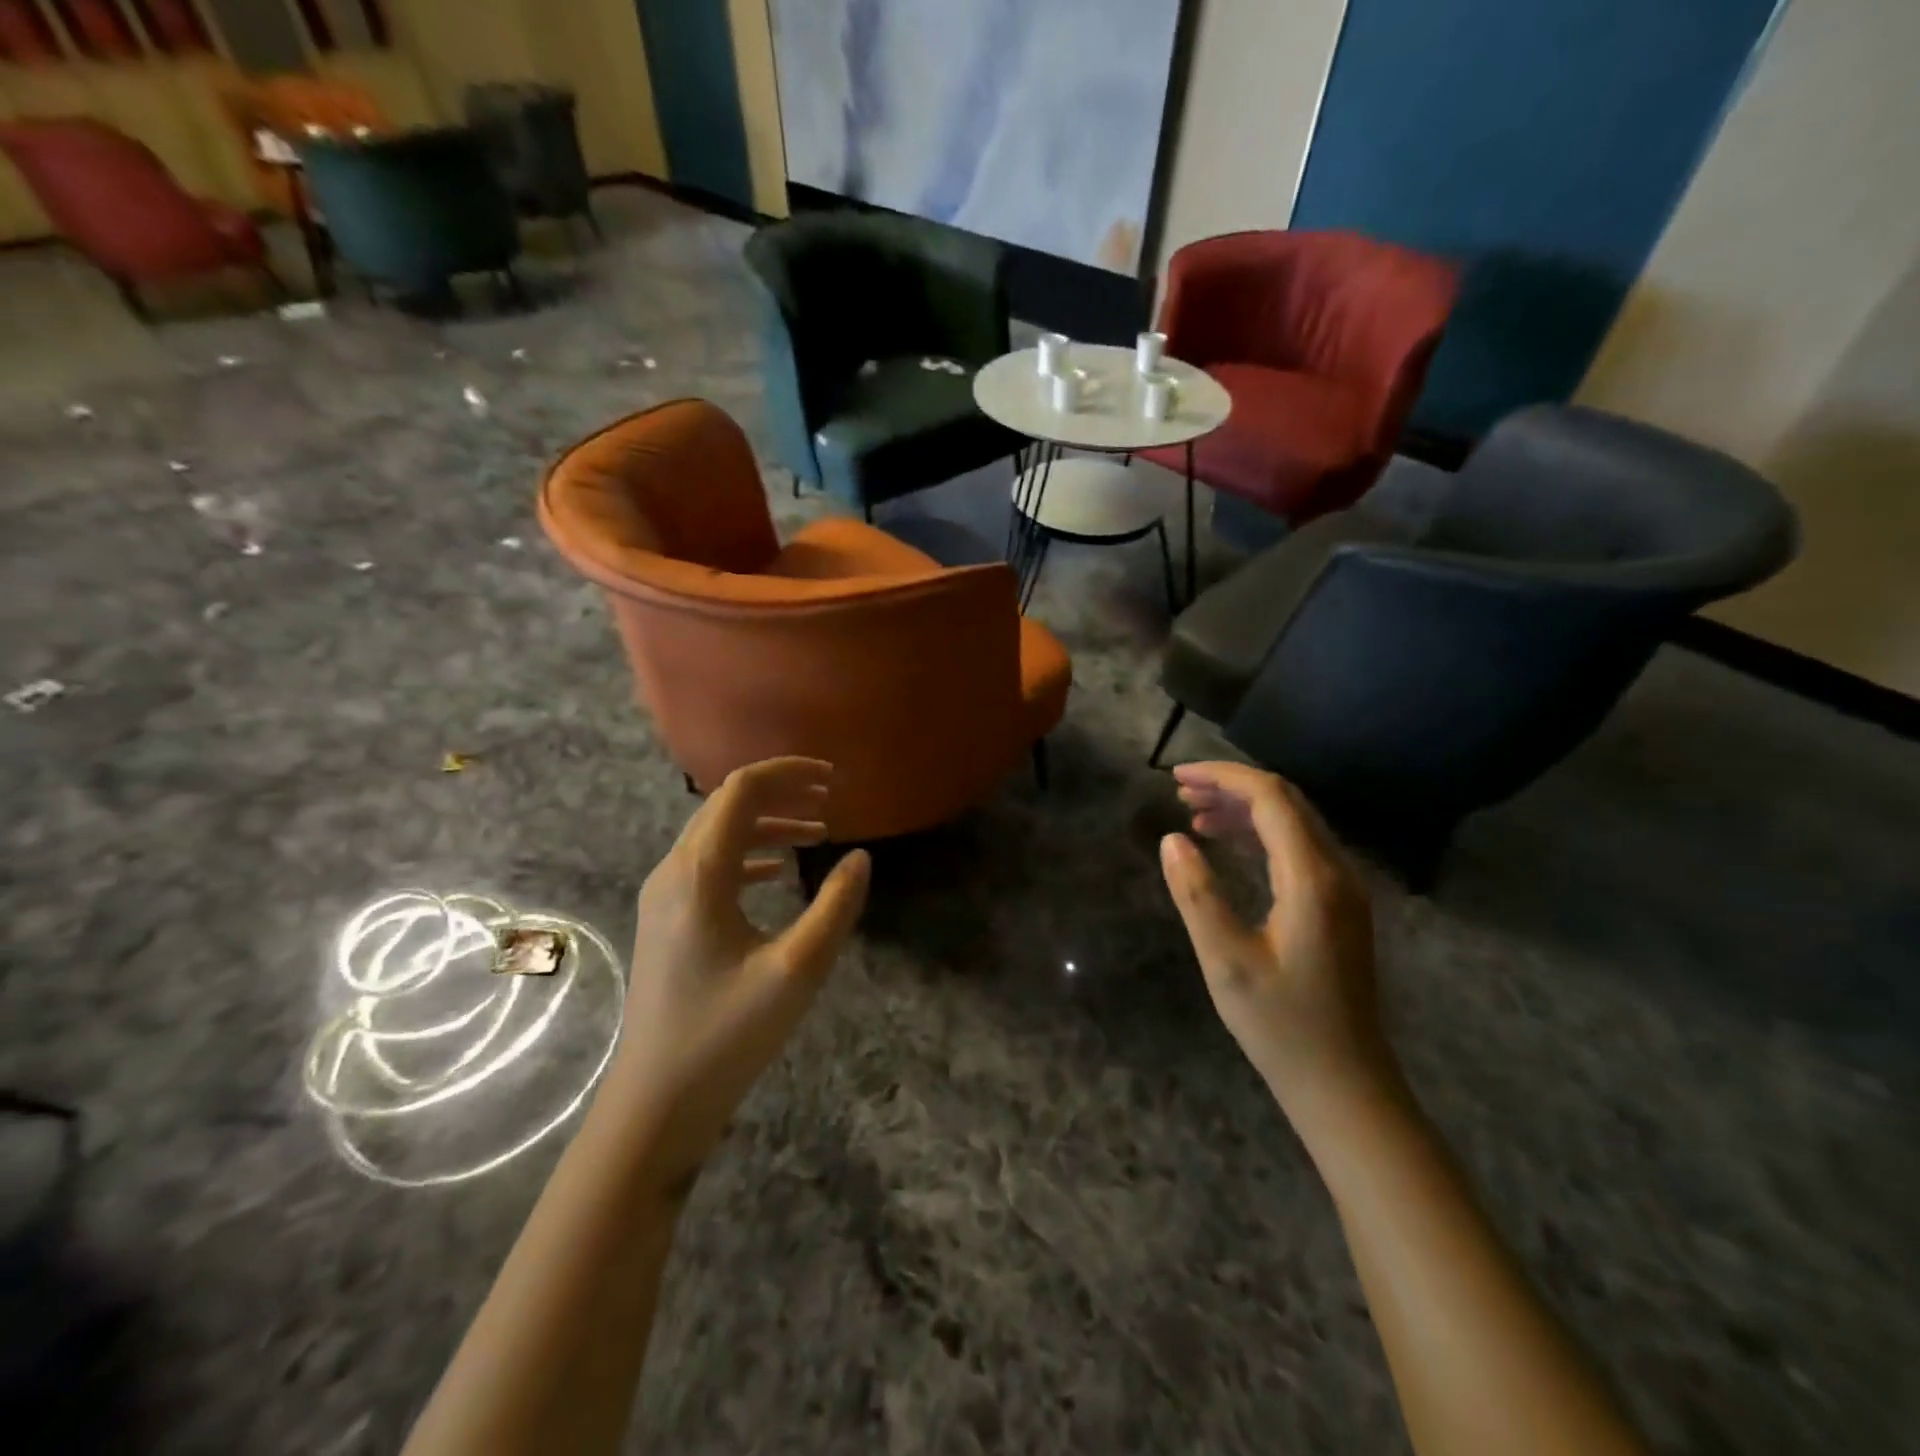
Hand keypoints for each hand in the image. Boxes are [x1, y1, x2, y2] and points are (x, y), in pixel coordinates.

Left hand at [611, 757, 869, 1195]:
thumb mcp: (797, 970)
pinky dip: (751, 855)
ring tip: (817, 832)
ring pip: (719, 834)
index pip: (741, 790)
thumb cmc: (727, 1034)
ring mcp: (665, 897)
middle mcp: (674, 871)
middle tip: (830, 801)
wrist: (656, 1101)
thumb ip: (835, 907)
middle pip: (727, 805)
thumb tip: (861, 858)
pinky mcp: (668, 921)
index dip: (788, 774)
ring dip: (768, 824)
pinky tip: (781, 873)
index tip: (833, 779)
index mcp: (700, 872)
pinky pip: (711, 865)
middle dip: (781, 794)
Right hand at [1159, 762, 1396, 1124]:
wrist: (1345, 1084)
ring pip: (1294, 824)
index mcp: (1313, 879)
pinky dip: (1261, 835)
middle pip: (1286, 802)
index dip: (1223, 777)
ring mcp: (1344, 890)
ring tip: (1195, 814)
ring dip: (1245, 810)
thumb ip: (1198, 894)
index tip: (1176, 777)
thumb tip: (1172, 839)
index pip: (1271, 798)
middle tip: (1180, 792)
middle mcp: (1337, 872)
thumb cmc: (1281, 1026)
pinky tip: (1228, 845)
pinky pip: (1299, 849)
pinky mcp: (1340, 907)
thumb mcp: (1226, 961)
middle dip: (1232, 787)